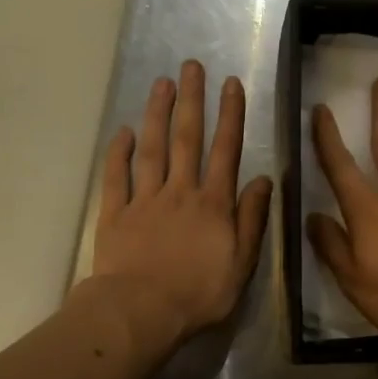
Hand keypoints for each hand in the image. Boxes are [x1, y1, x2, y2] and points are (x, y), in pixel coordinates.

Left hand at [90, 60, 272, 346]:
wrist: (141, 312)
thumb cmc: (199, 293)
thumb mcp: (241, 263)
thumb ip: (251, 219)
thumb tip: (263, 180)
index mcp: (213, 204)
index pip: (225, 151)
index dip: (230, 116)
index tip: (231, 84)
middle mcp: (180, 192)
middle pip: (186, 138)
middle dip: (191, 100)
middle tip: (191, 66)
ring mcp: (144, 200)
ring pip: (151, 149)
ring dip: (157, 114)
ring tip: (161, 84)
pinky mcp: (114, 214)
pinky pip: (116, 176)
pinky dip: (119, 152)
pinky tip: (124, 131)